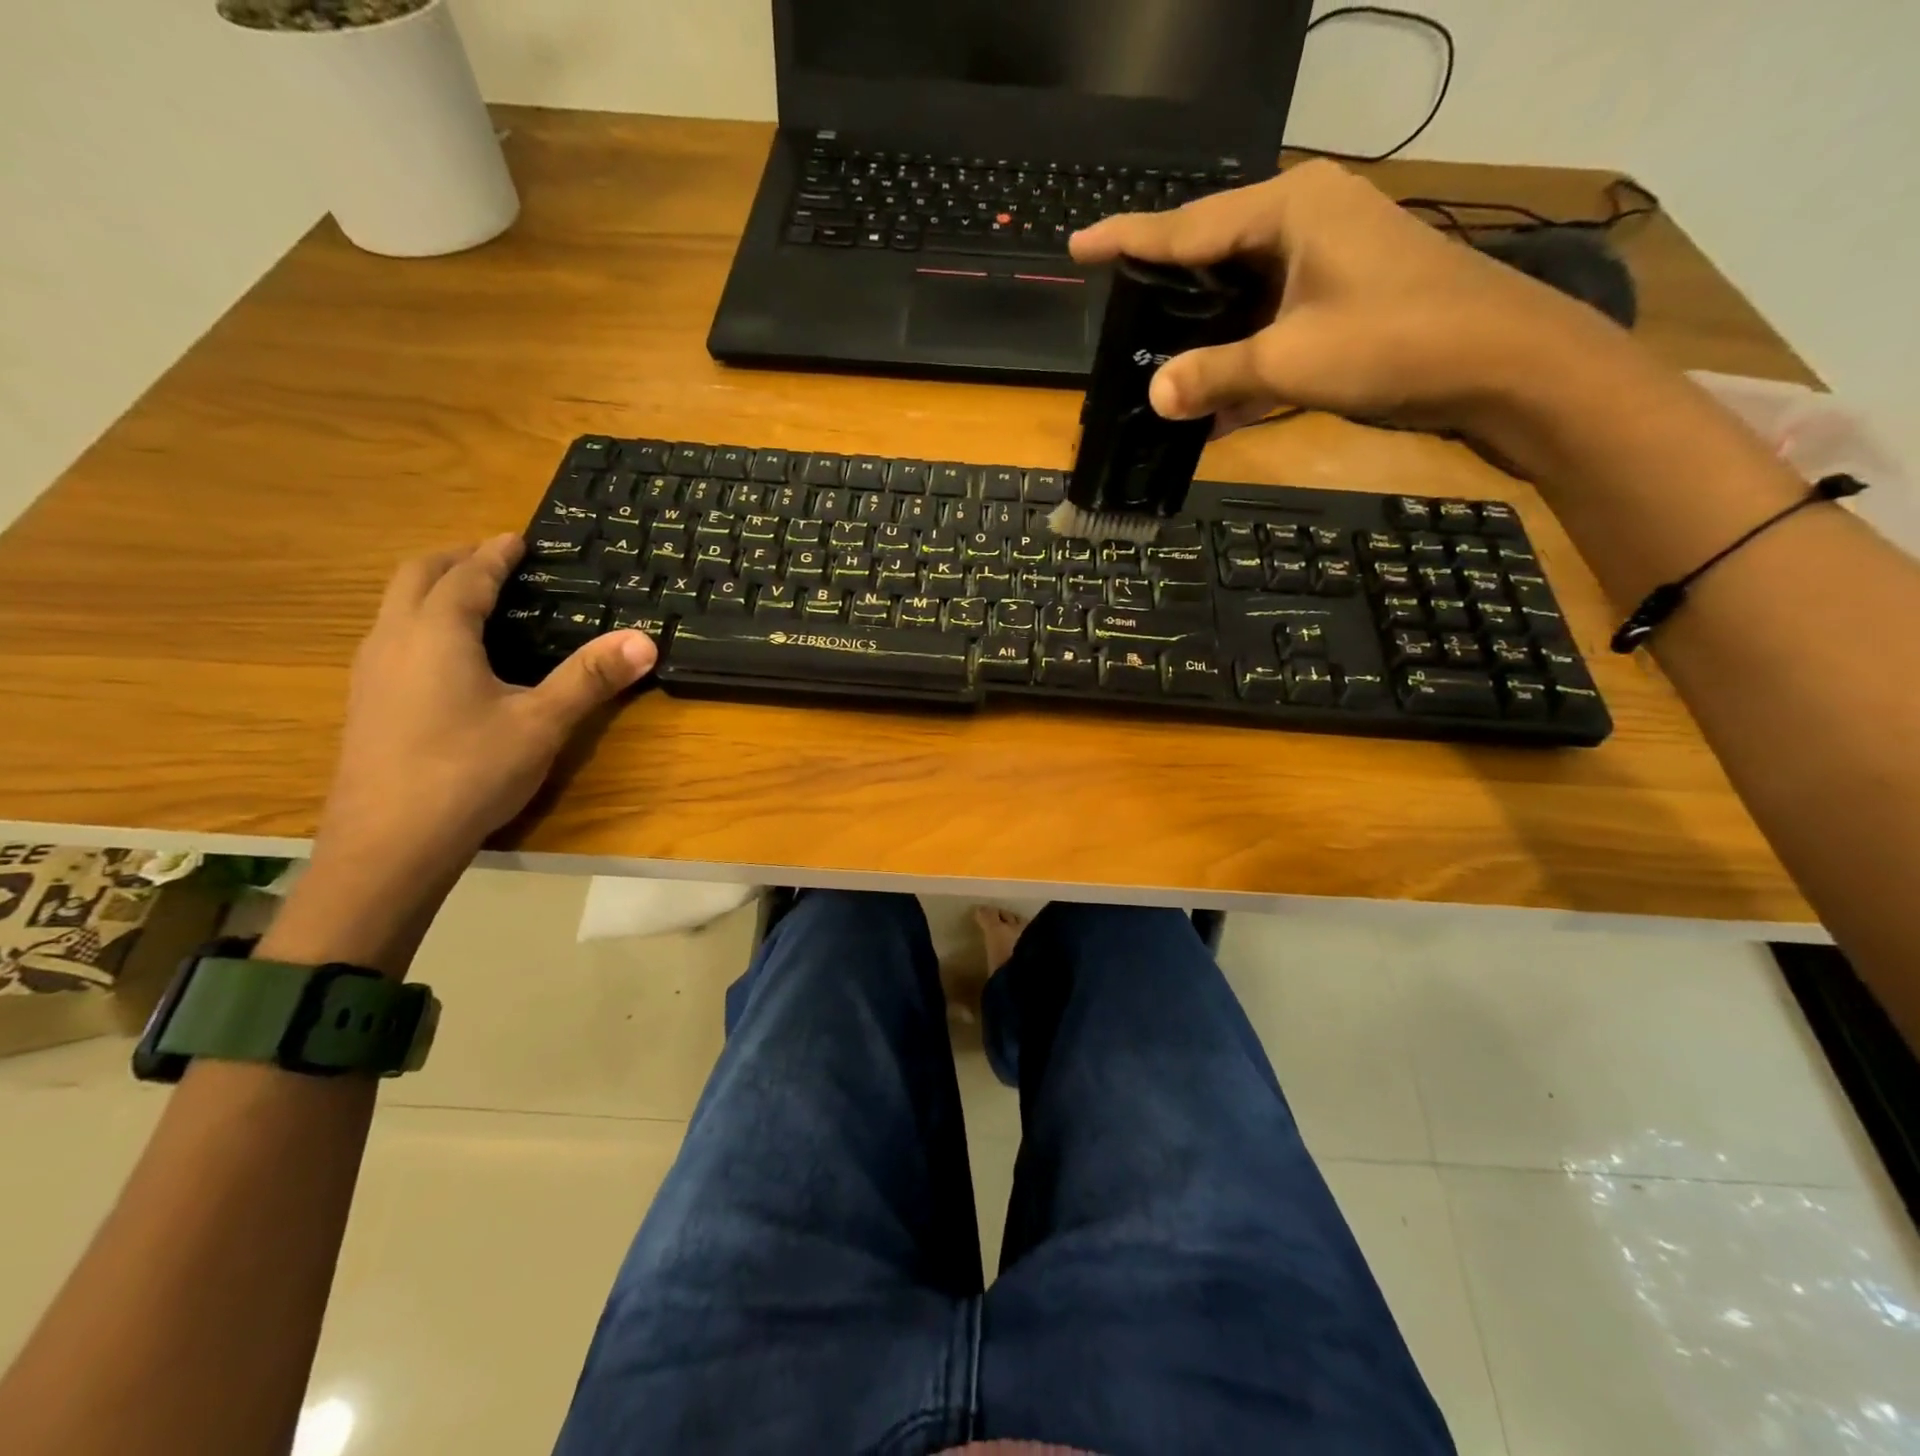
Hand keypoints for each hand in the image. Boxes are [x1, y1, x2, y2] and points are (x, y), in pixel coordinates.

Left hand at [315, 535, 655, 880]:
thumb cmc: (469, 772)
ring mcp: (370, 672)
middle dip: (455, 559)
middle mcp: (393, 640)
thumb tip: (645, 640)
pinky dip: (421, 621)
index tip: (517, 538)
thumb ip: (590, 678)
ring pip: (395, 607)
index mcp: (436, 633)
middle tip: (495, 559)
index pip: (466, 576)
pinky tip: (448, 657)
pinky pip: (392, 637)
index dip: (494, 554)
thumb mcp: (542, 724)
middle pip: (415, 576)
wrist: (388, 845)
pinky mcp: (365, 703)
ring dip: (433, 589)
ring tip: (474, 599)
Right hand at [1070, 159, 1624, 437]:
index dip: (1128, 239)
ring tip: (1155, 368)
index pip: (1188, 225)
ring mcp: (1327, 260)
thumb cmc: (1396, 342)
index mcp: (1290, 208)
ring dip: (1204, 340)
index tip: (1078, 248)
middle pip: (1213, 256)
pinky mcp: (1342, 299)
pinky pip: (1271, 325)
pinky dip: (1243, 362)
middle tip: (1115, 318)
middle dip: (1165, 293)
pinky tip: (1215, 408)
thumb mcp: (1290, 361)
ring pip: (1241, 297)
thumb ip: (1215, 375)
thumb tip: (1154, 395)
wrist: (1503, 365)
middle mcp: (1305, 220)